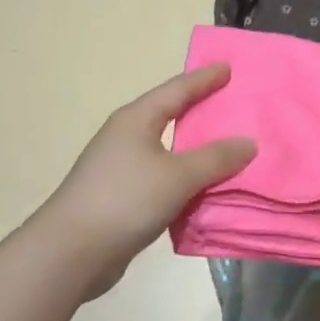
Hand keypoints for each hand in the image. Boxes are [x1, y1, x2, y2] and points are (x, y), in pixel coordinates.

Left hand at [38, 64, 255, 298]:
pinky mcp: (121, 197)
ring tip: (226, 146)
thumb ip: (216, 159)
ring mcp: (120, 167)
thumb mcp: (178, 176)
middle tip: (232, 103)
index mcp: (136, 120)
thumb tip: (248, 143)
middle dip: (200, 110)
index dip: (204, 79)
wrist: (71, 252)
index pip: (177, 90)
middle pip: (169, 115)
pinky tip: (204, 187)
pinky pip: (163, 178)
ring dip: (195, 149)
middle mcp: (126, 137)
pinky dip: (185, 178)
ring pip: (167, 150)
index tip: (228, 68)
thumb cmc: (125, 200)